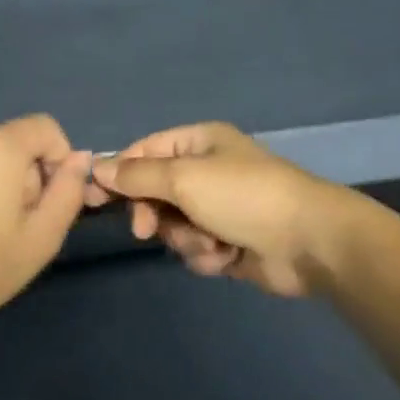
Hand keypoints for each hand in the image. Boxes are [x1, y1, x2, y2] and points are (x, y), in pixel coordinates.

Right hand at [90, 123, 357, 297]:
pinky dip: (207, 255)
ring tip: (211, 243)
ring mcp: (218, 208)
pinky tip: (228, 257)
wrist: (308, 241)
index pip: (144, 151)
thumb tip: (98, 168)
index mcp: (198, 143)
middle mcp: (206, 171)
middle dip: (154, 214)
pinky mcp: (228, 242)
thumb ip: (138, 176)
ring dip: (186, 239)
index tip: (90, 198)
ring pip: (174, 226)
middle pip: (155, 192)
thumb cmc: (244, 196)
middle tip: (147, 229)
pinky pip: (196, 249)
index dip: (116, 173)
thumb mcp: (185, 177)